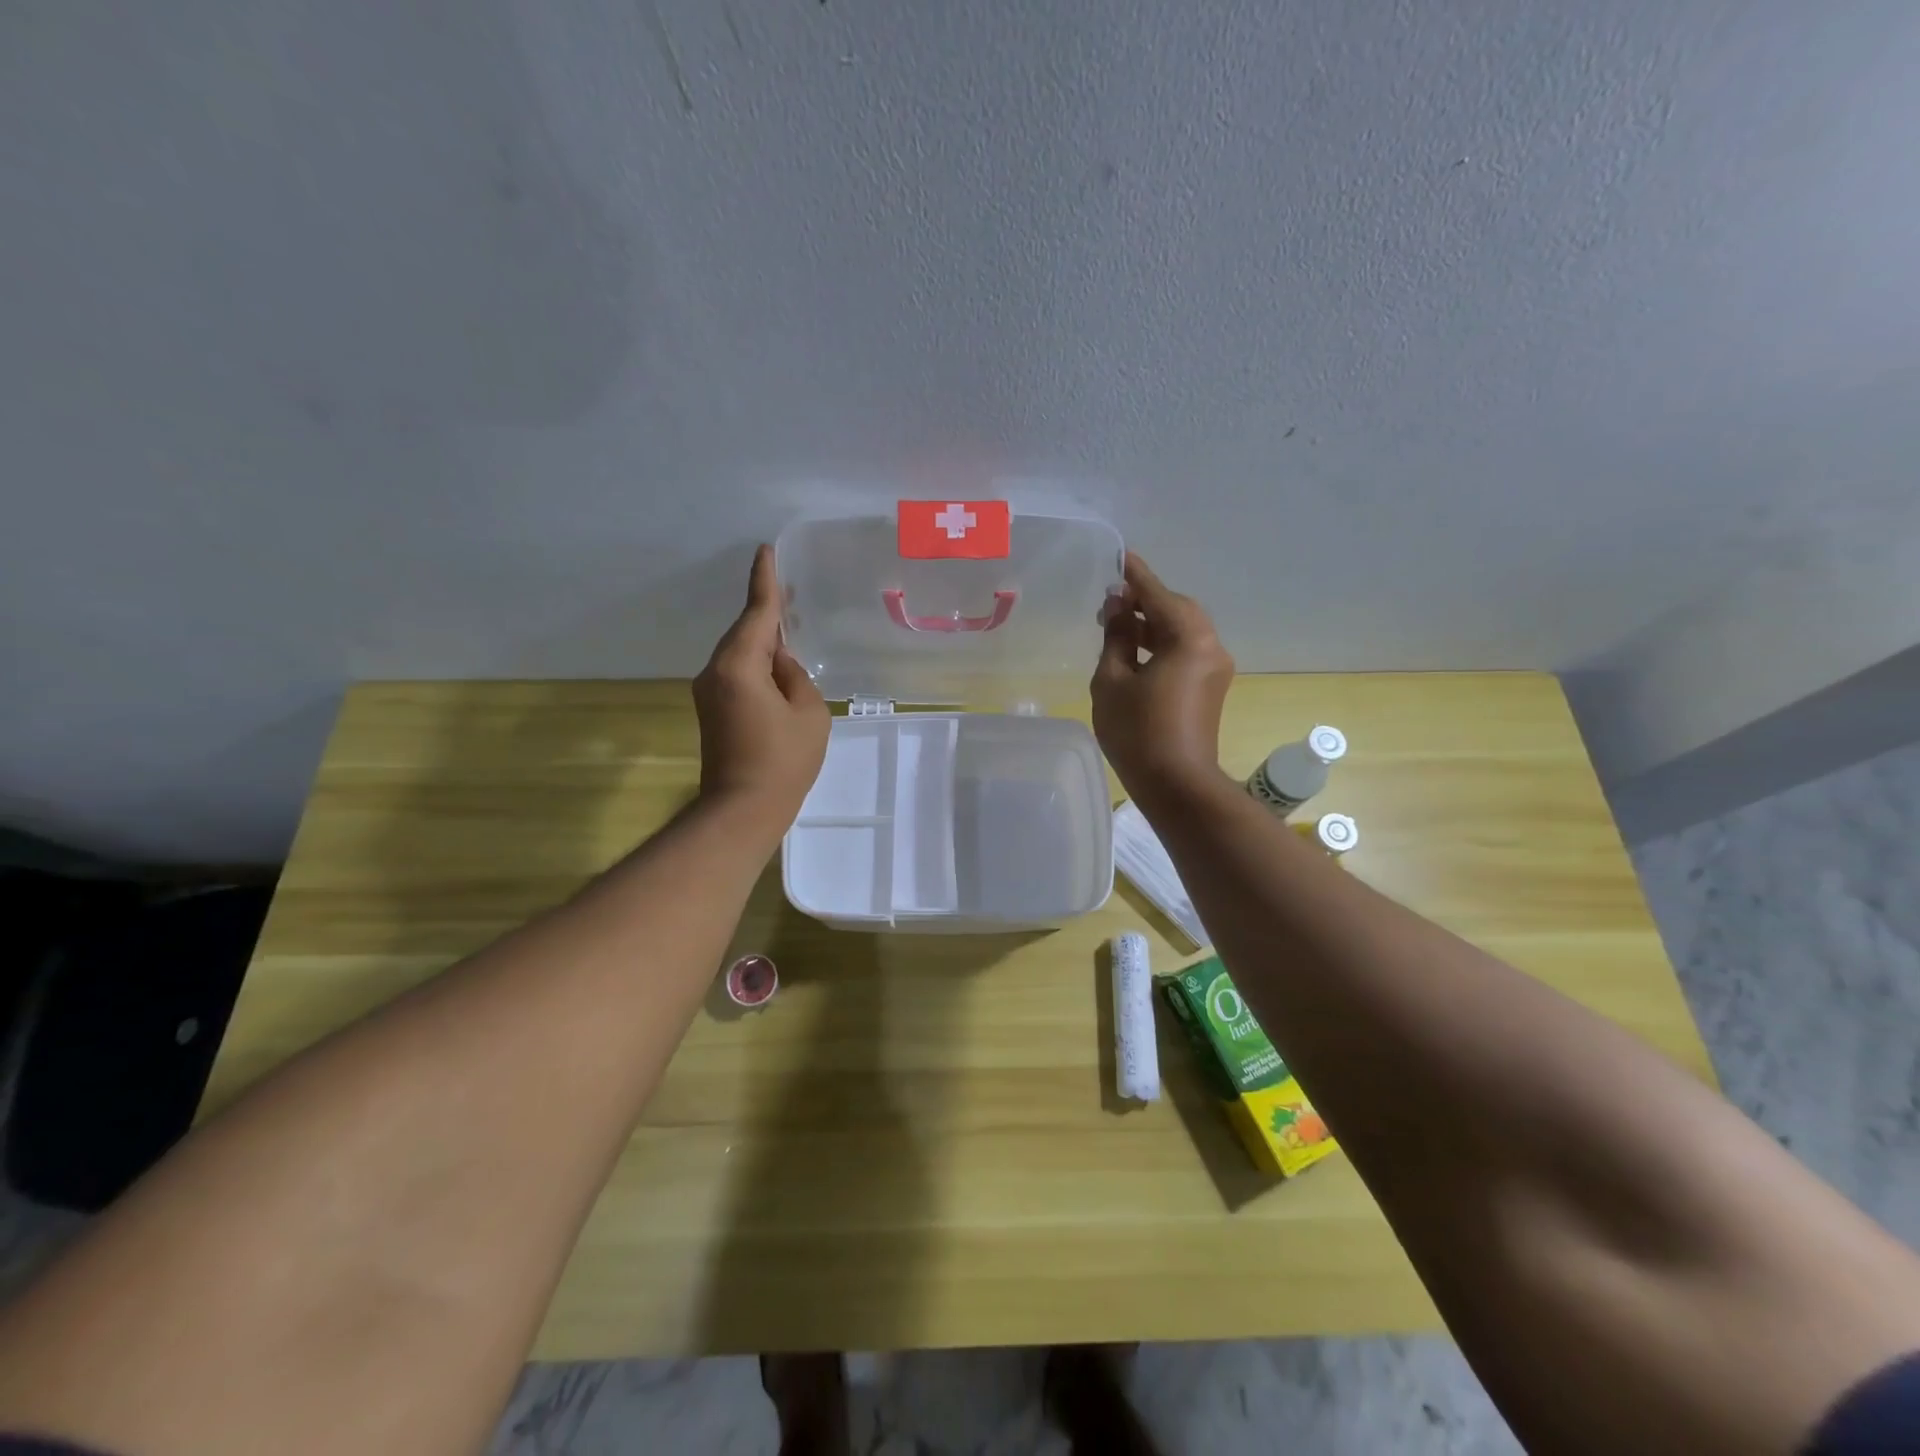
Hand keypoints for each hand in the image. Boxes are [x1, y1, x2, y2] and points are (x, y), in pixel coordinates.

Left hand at [693, 545, 830, 829]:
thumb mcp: (810, 712)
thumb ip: (797, 677)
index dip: (764, 581)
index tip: (765, 551)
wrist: (742, 810)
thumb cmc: (783, 761)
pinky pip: (736, 673)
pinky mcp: (712, 710)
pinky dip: (756, 665)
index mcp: (739, 666)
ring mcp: (709, 692)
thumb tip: (781, 666)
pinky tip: (776, 670)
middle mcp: (715, 672)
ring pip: (740, 654)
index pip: (756, 614)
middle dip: (766, 616)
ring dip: (762, 644)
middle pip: (744, 633)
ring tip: (790, 635)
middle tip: (791, 595)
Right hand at [1091, 552, 1234, 805]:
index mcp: (1189, 638)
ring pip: (1182, 631)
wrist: (1177, 785)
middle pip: (1177, 609)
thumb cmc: (1138, 731)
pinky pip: (1185, 651)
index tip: (1120, 557)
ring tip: (1118, 625)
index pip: (1158, 594)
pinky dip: (1162, 644)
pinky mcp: (1210, 688)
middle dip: (1145, 601)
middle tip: (1111, 601)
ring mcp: (1215, 668)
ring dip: (1153, 624)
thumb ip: (1116, 637)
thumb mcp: (1113, 680)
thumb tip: (1118, 608)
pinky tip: (1135, 652)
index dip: (1135, 576)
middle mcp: (1210, 646)